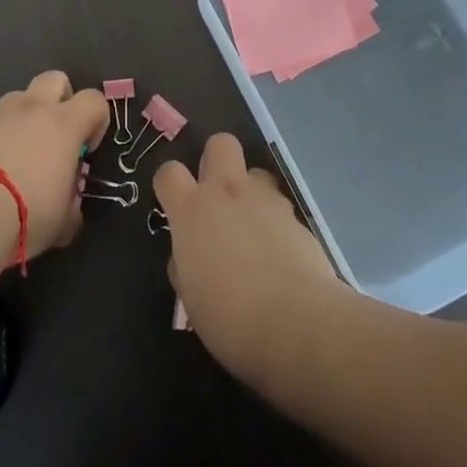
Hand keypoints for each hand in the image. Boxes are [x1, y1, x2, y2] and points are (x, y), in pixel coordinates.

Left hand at [0, 71, 106, 257]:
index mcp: (64, 124)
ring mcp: (0, 117)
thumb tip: (69, 208)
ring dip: (27, 116)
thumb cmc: (28, 212)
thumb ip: (71, 207)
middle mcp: (34, 110)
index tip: (88, 149)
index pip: (94, 101)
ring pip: (20, 96)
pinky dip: (1, 138)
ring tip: (24, 152)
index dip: (97, 120)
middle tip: (58, 136)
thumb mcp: (62, 221)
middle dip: (61, 99)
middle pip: (55, 79)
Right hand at [153, 133, 340, 370]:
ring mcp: (266, 200)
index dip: (169, 184)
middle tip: (217, 197)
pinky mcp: (297, 217)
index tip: (173, 203)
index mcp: (192, 211)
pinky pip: (280, 208)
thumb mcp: (193, 297)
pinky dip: (276, 225)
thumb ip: (187, 265)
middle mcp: (228, 193)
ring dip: (250, 194)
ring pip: (256, 174)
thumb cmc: (230, 317)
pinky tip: (280, 258)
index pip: (169, 173)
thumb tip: (190, 257)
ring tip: (254, 231)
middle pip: (220, 144)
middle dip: (216, 160)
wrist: (296, 322)